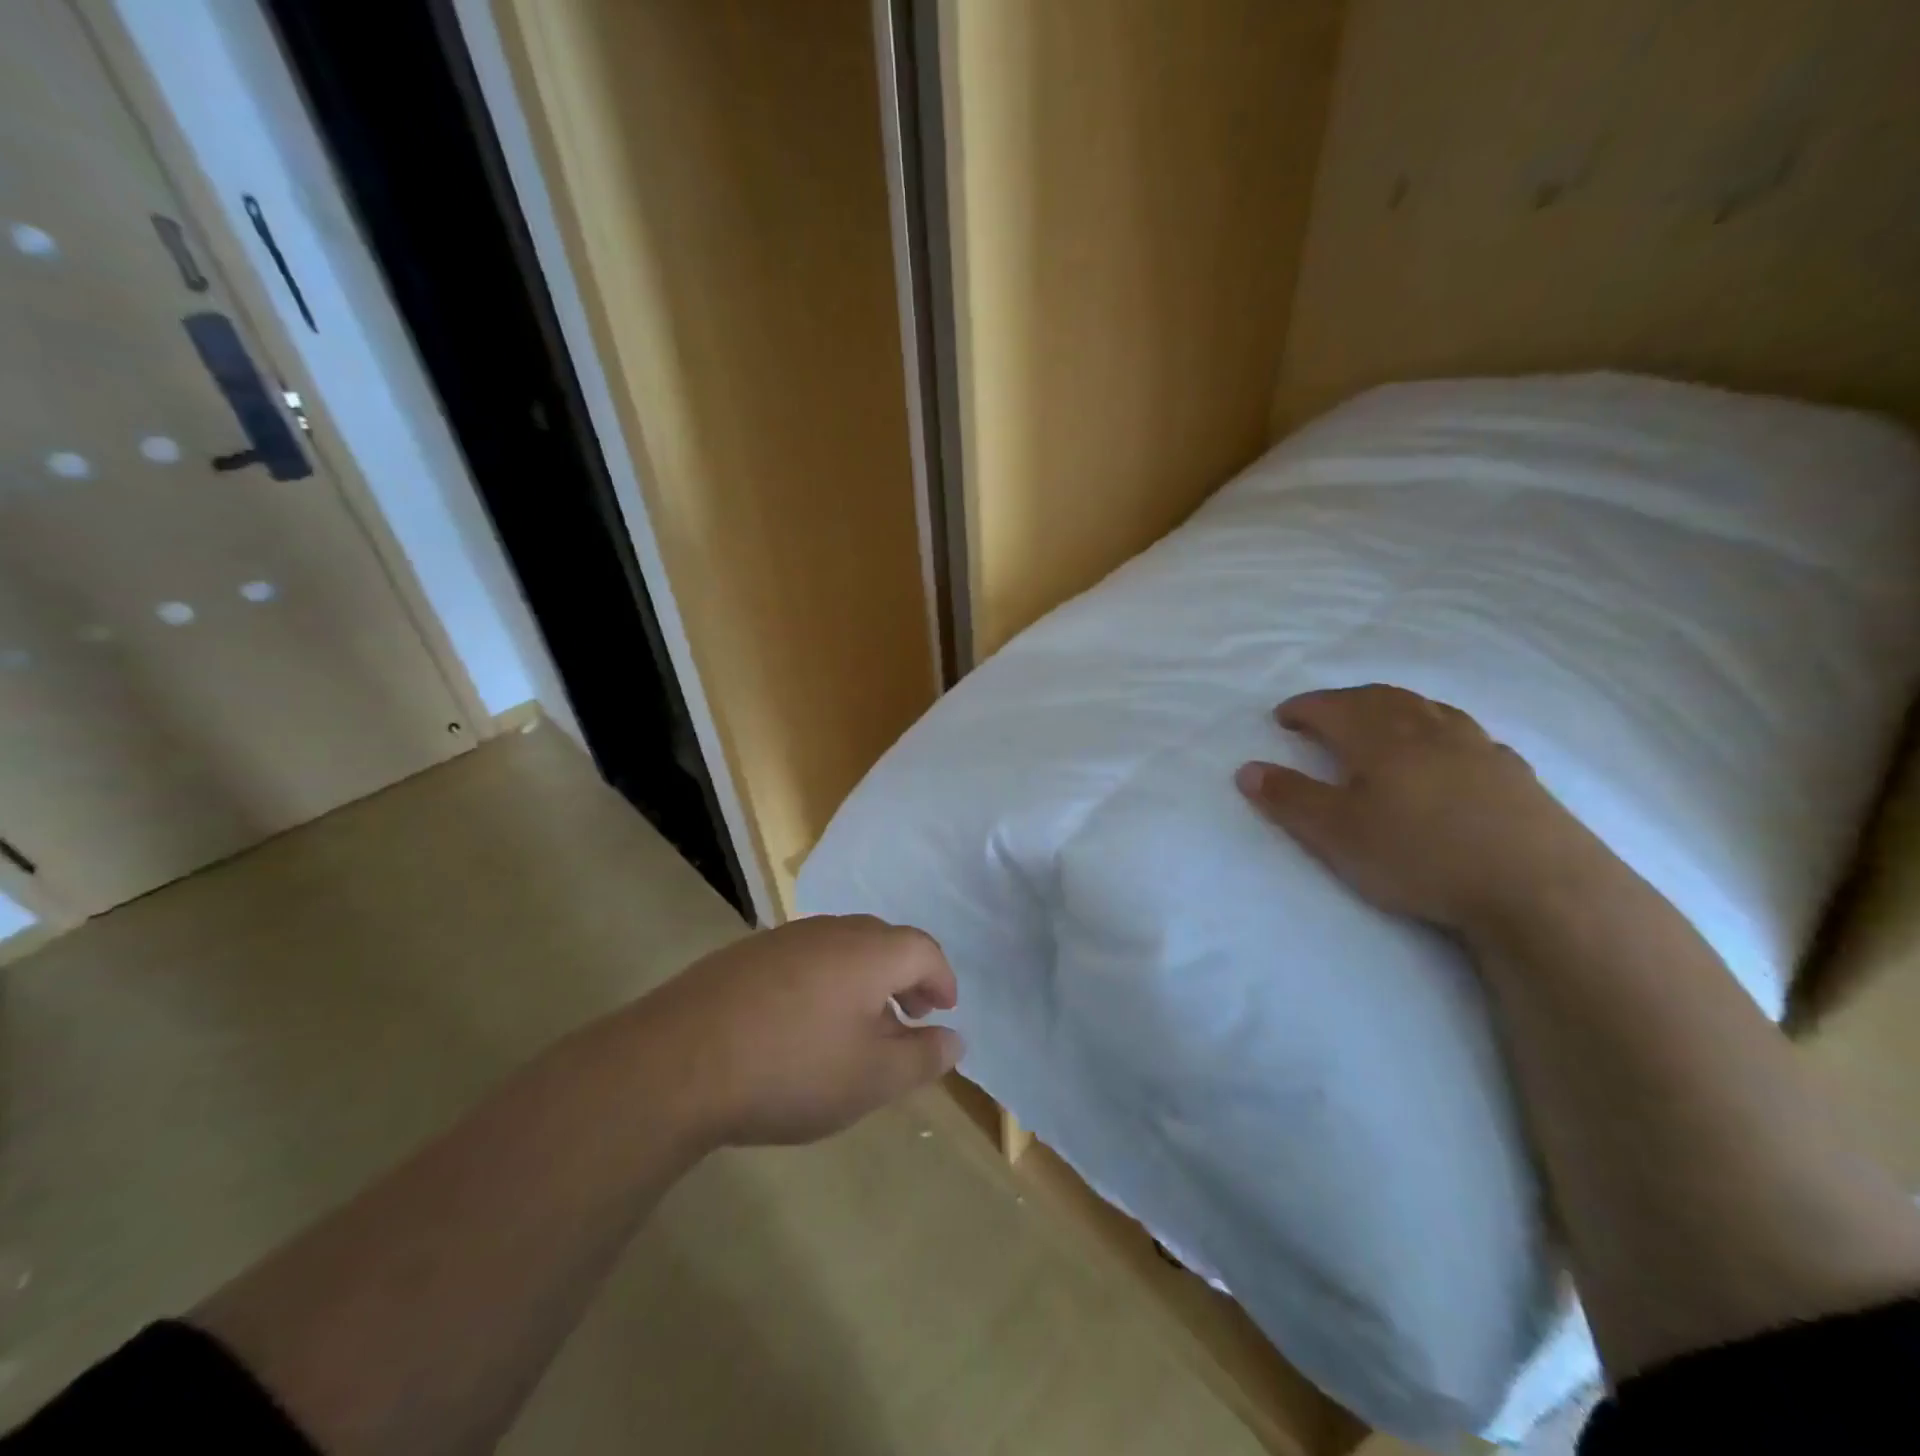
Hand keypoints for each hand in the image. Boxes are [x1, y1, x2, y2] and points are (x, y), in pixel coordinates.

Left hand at [636, 915, 963, 1147]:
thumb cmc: (791, 1069)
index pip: (922, 949)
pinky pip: (804, 958)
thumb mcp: (871, 1078)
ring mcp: (783, 939)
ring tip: (859, 1025)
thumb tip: (955, 1038)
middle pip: (883, 941)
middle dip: (905, 976)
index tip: (944, 1010)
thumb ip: (922, 1057)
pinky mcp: (746, 955)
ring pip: (842, 947)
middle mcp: (829, 931)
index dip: (941, 978)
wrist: (676, 1062)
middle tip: (908, 1016)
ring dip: (864, 978)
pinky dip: (825, 981)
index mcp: (868, 951)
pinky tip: (804, 1023)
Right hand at [1235, 684, 1600, 931]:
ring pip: (1426, 710)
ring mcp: (1476, 747)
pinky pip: (1465, 735)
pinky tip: (1445, 754)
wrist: (1538, 887)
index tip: (1282, 717)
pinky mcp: (1513, 773)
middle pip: (1380, 698)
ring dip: (1393, 708)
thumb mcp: (1336, 833)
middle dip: (1345, 701)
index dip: (1303, 708)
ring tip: (1379, 723)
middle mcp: (1427, 728)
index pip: (1331, 707)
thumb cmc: (1420, 854)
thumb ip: (1289, 798)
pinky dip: (1438, 732)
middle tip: (1324, 715)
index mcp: (1380, 736)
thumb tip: (1247, 769)